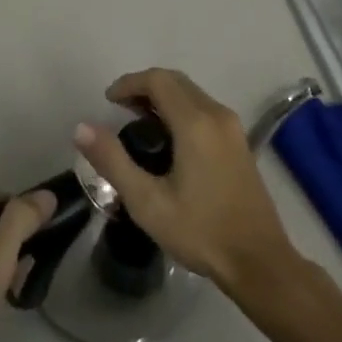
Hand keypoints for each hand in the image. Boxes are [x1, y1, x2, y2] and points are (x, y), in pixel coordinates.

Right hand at [74, 68, 299, 294]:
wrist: (259, 261)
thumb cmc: (201, 231)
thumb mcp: (147, 202)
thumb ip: (113, 161)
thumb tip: (82, 127)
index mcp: (195, 122)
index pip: (158, 80)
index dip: (129, 83)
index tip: (108, 101)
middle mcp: (217, 114)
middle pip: (176, 81)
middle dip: (144, 87)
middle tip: (119, 110)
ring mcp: (232, 127)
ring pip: (192, 93)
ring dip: (163, 98)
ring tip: (137, 123)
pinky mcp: (239, 142)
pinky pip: (204, 109)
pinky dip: (180, 109)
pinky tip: (168, 140)